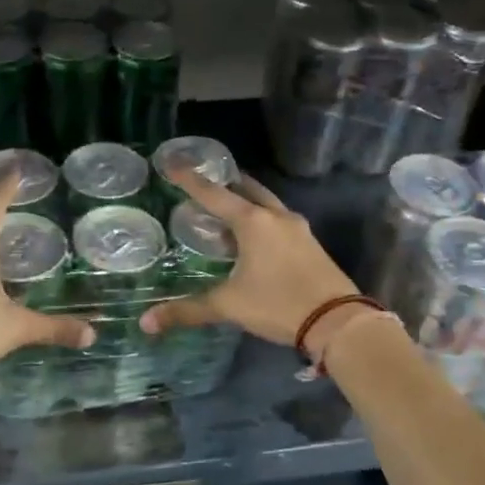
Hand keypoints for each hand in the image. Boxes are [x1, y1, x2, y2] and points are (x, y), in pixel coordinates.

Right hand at [139, 168, 358, 348]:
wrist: (337, 321)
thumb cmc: (278, 304)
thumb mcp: (229, 306)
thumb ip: (188, 310)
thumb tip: (147, 322)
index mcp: (253, 222)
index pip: (213, 194)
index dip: (189, 179)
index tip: (171, 161)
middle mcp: (276, 217)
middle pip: (247, 188)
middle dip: (225, 182)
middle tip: (204, 181)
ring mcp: (298, 229)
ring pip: (266, 203)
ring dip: (246, 200)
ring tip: (226, 207)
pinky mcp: (310, 244)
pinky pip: (279, 220)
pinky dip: (261, 219)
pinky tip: (253, 236)